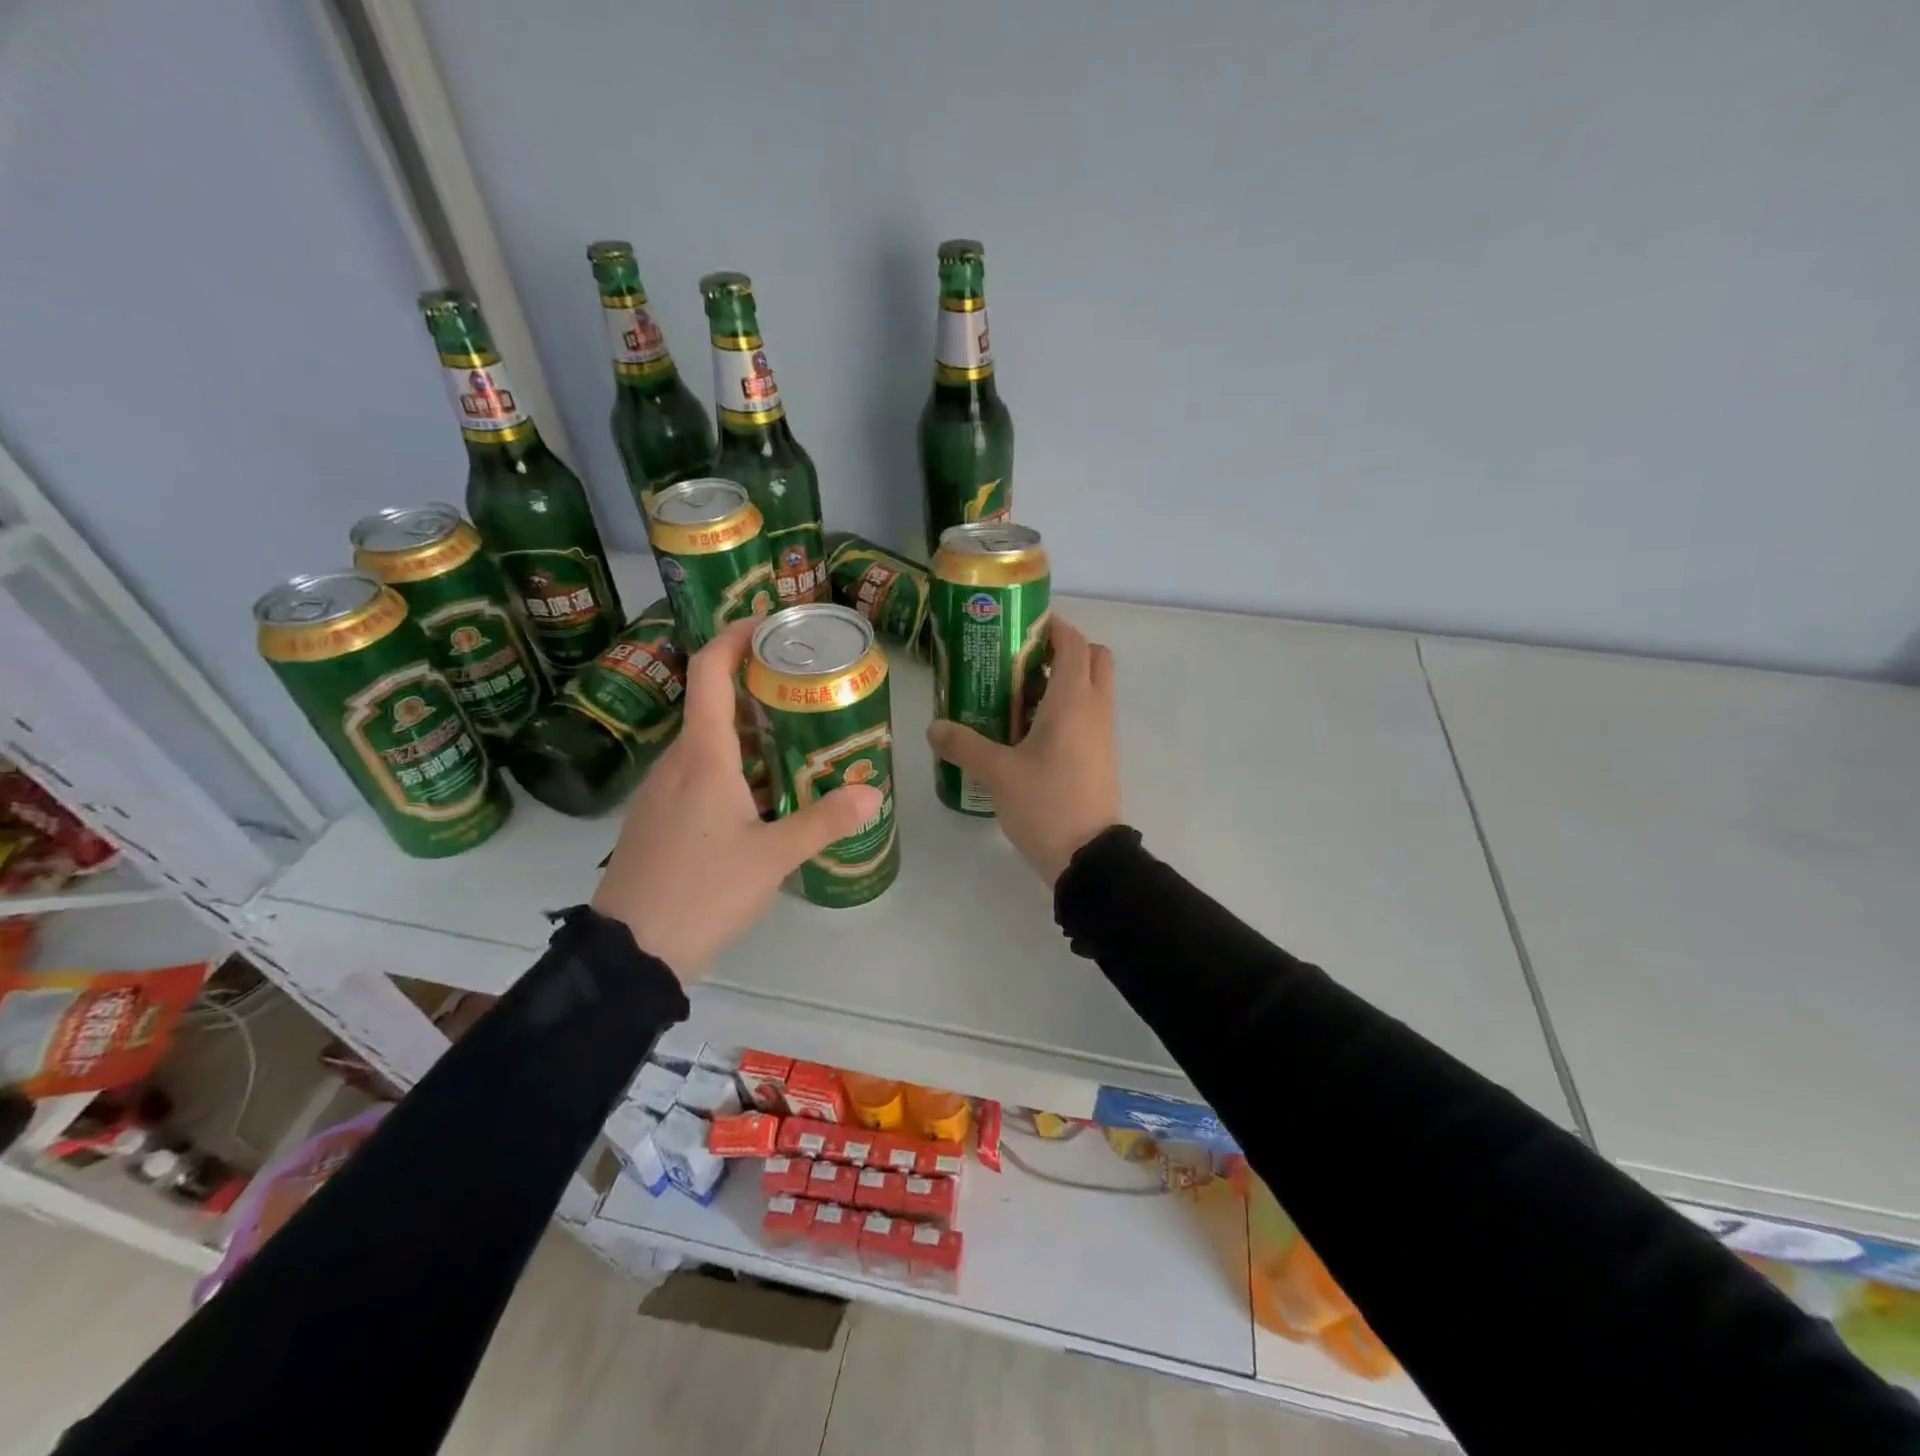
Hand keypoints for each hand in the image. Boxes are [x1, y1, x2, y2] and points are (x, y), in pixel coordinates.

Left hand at [592, 618, 882, 980]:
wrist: (627, 955)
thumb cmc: (701, 892)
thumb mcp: (772, 859)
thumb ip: (824, 822)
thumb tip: (872, 793)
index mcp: (702, 757)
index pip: (709, 673)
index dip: (735, 638)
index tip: (770, 625)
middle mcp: (676, 764)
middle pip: (714, 707)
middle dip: (759, 694)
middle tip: (808, 697)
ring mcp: (661, 793)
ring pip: (709, 747)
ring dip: (750, 739)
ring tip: (798, 749)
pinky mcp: (657, 821)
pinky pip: (698, 777)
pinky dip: (734, 772)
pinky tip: (764, 802)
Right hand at [926, 615, 1119, 885]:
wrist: (1088, 858)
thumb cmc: (1047, 804)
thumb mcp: (998, 774)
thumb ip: (964, 745)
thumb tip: (934, 727)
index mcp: (1073, 701)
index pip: (1074, 642)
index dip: (1052, 627)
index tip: (1019, 627)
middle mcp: (1095, 709)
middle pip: (1093, 658)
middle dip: (1063, 650)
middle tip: (1022, 662)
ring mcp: (1102, 734)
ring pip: (1093, 688)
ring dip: (1063, 681)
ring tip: (1016, 696)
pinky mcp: (1100, 757)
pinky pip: (1088, 716)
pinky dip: (1066, 709)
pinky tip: (1027, 731)